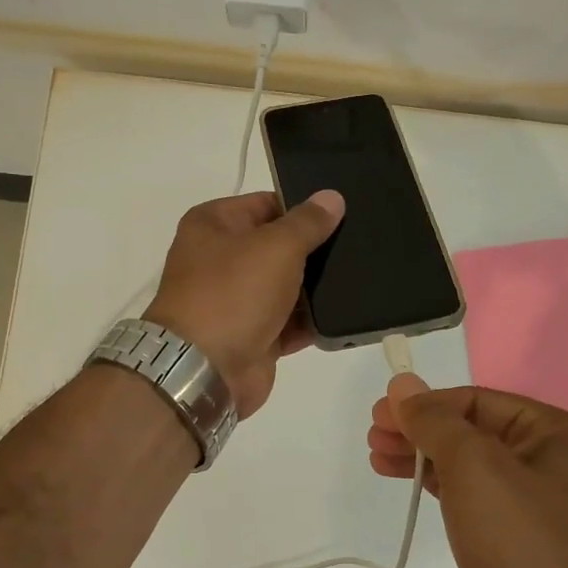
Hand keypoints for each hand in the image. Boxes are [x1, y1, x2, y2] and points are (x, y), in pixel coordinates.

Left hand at [144, 189, 344, 419]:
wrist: (206, 370)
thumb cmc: (233, 293)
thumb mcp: (276, 247)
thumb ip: (308, 222)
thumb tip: (332, 197)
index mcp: (213, 225)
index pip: (265, 204)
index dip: (302, 207)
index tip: (341, 213)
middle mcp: (220, 260)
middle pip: (277, 246)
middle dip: (313, 249)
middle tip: (358, 244)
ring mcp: (236, 301)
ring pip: (286, 287)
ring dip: (316, 288)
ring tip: (361, 278)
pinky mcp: (253, 337)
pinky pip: (290, 323)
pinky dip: (312, 322)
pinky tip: (345, 315)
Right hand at [368, 376, 567, 567]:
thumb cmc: (516, 538)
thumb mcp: (473, 466)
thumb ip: (434, 420)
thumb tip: (402, 384)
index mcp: (553, 433)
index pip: (477, 401)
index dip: (426, 404)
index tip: (381, 414)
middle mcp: (549, 460)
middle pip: (471, 430)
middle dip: (420, 429)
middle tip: (374, 434)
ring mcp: (532, 502)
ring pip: (467, 464)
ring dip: (422, 455)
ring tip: (377, 456)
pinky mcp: (513, 537)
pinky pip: (469, 496)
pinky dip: (436, 485)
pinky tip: (405, 480)